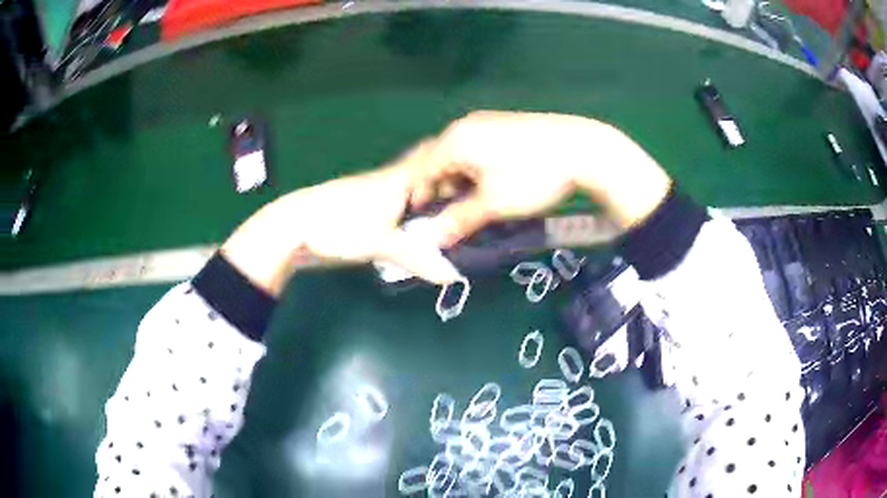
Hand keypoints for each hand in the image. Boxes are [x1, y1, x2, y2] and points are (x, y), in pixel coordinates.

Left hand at [221, 146, 460, 295]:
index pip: (434, 163)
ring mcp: (375, 198)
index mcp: (397, 179)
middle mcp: (389, 183)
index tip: (483, 180)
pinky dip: (412, 218)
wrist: (292, 228)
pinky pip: (398, 211)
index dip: (458, 168)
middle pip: (425, 180)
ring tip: (456, 222)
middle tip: (476, 206)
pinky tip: (421, 233)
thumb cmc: (337, 225)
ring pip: (411, 196)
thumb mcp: (380, 243)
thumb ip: (417, 259)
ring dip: (430, 206)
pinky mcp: (364, 213)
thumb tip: (454, 277)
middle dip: (448, 190)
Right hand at [407, 111, 672, 245]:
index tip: (423, 223)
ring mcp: (484, 123)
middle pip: (438, 162)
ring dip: (458, 182)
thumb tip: (435, 240)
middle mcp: (463, 126)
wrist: (580, 147)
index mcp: (455, 141)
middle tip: (449, 219)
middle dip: (439, 192)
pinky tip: (488, 186)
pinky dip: (473, 170)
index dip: (418, 199)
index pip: (421, 171)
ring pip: (458, 157)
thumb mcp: (494, 203)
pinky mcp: (502, 125)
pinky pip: (474, 150)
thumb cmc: (532, 175)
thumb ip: (460, 220)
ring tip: (470, 207)